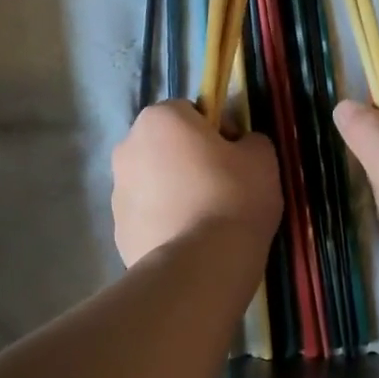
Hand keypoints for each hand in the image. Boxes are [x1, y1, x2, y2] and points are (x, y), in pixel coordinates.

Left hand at [112, 101, 281, 265]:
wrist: (199, 265)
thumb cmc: (232, 198)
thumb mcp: (262, 158)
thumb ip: (250, 140)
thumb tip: (240, 145)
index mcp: (159, 119)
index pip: (190, 111)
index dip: (215, 131)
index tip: (234, 158)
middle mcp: (128, 147)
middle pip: (165, 146)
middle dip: (188, 160)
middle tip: (222, 189)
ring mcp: (117, 191)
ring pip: (153, 182)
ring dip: (174, 192)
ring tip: (205, 221)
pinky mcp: (118, 229)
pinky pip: (147, 216)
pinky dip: (164, 223)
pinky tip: (189, 241)